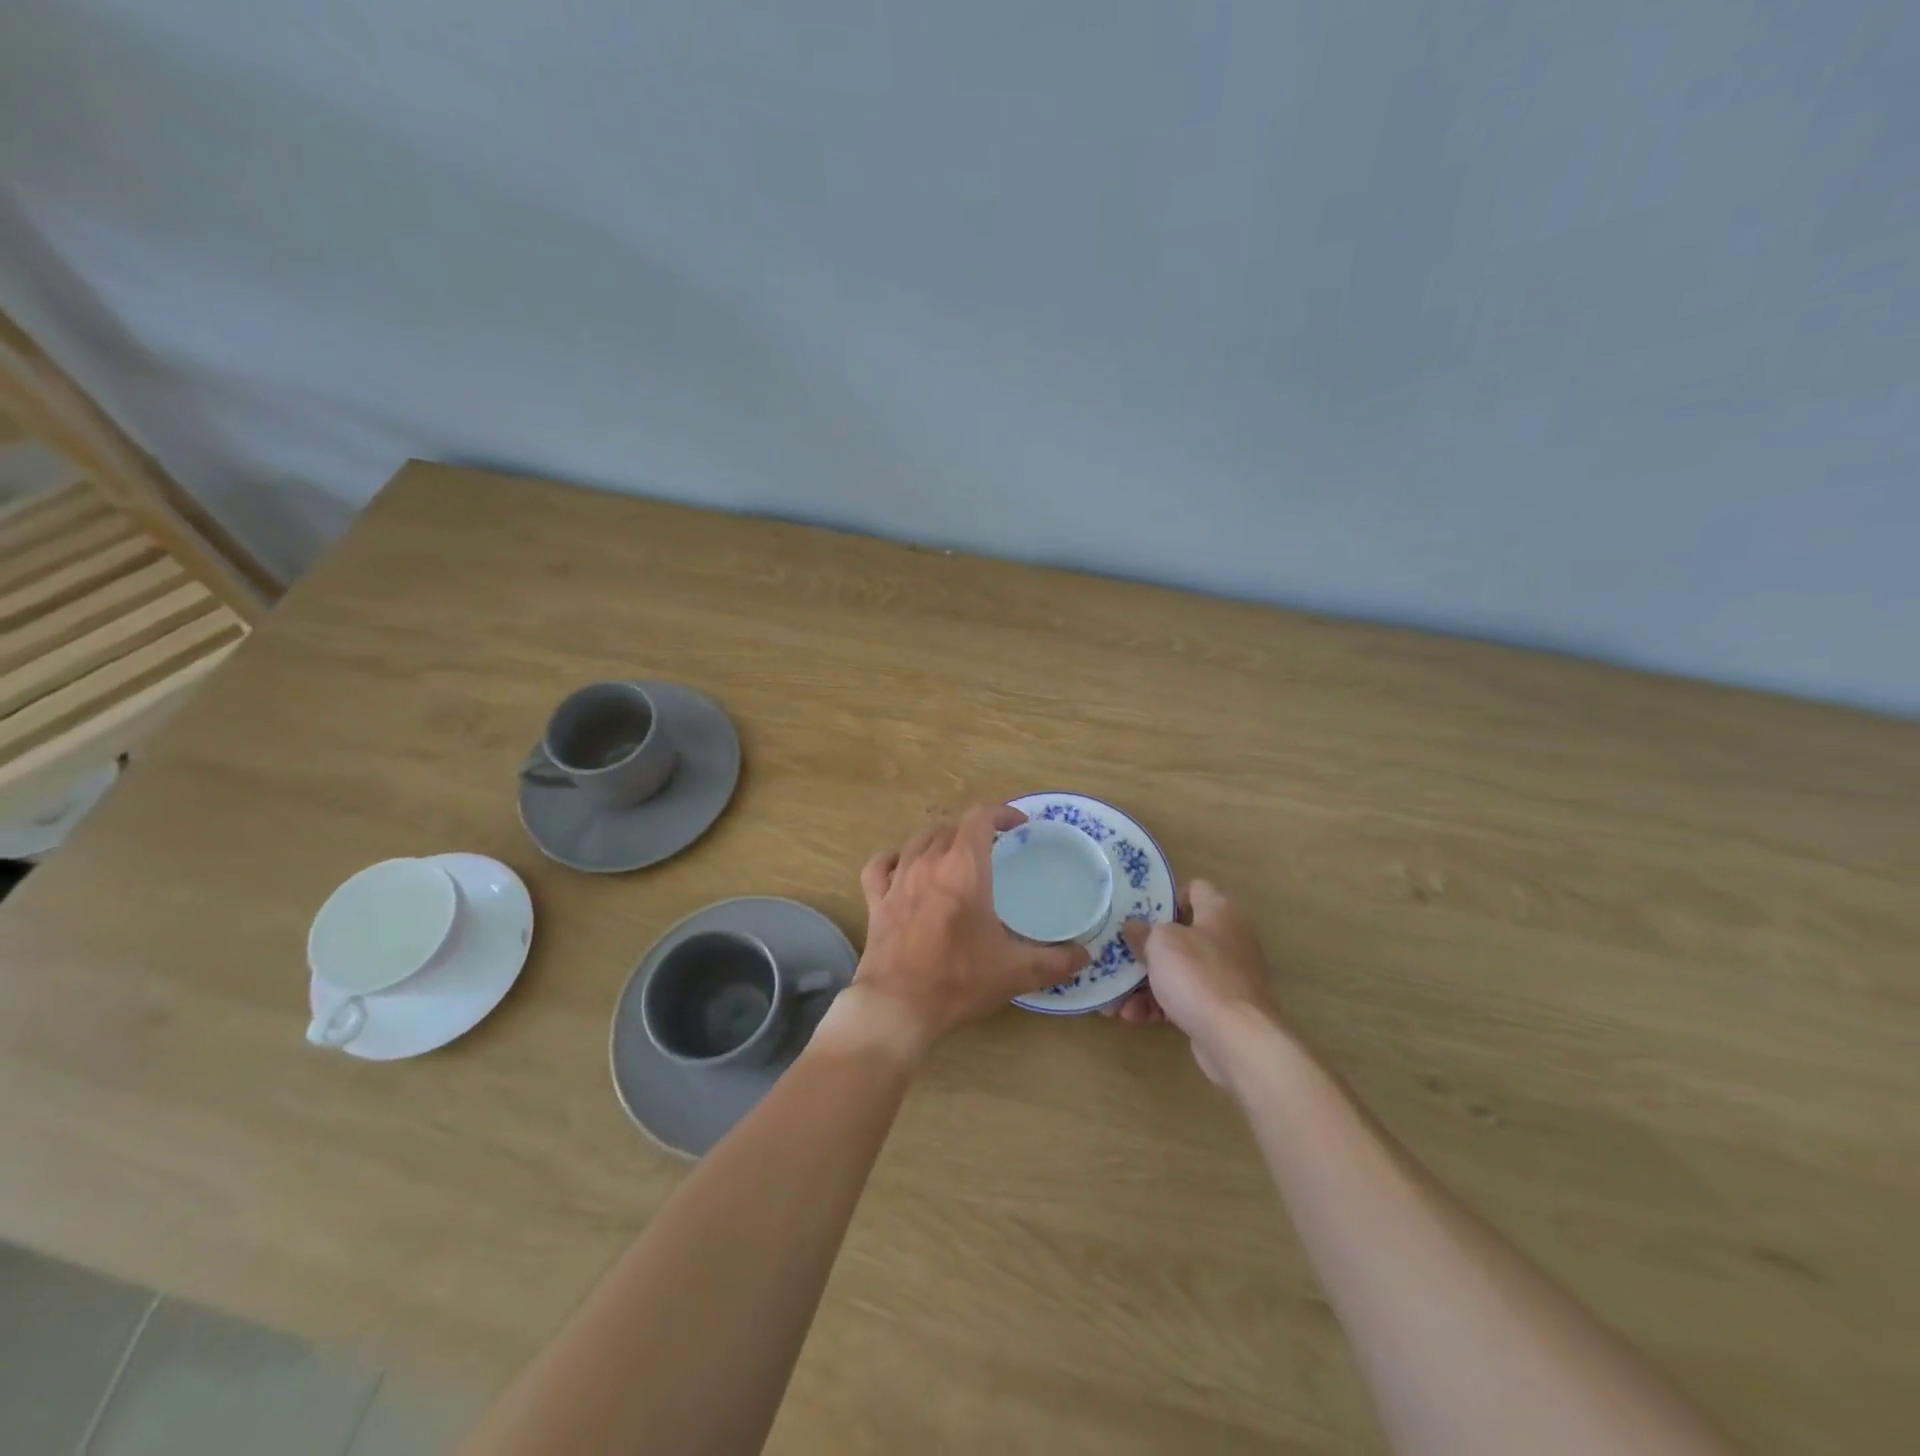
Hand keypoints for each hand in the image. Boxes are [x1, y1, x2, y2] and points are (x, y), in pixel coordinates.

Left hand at [847, 803, 1089, 1055]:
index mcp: (964, 868)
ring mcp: (897, 880)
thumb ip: (1055, 962)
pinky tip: (903, 867)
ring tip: (955, 854)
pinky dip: (894, 859)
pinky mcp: (876, 900)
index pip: (980, 818)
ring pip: (918, 840)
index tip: (1018, 825)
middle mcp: (928, 863)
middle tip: (993, 848)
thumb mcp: (1015, 972)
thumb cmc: (958, 980)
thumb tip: (1086, 956)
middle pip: (950, 827)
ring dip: (939, 840)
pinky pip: (881, 865)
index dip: (1001, 813)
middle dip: (974, 830)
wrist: (897, 1007)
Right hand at [1104, 879, 1281, 1084]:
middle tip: (1119, 954)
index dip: (1167, 896)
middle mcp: (1228, 939)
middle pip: (1181, 934)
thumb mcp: (1160, 943)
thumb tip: (1133, 927)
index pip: (1195, 888)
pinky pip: (1183, 998)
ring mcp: (1226, 976)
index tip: (1140, 912)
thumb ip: (1143, 931)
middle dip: (1146, 947)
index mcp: (1220, 912)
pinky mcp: (1221, 1008)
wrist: (1237, 1039)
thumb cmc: (1198, 975)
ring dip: (1144, 982)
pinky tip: (1133, 1016)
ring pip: (1178, 970)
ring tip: (1115, 998)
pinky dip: (1159, 1005)